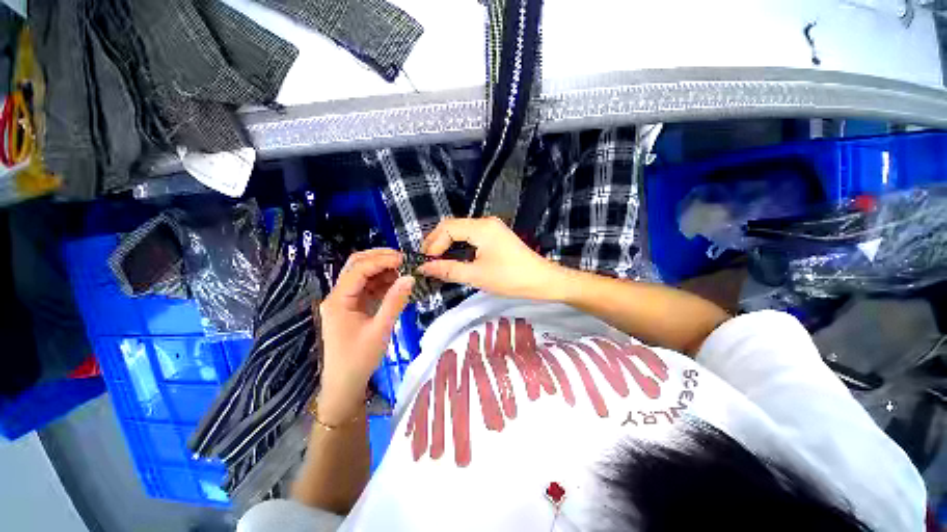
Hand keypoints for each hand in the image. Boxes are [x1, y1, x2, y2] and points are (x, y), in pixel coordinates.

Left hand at [318, 249, 413, 423]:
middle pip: (356, 266)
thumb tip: (410, 278)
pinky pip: (368, 287)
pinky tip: (396, 283)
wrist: (345, 384)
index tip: (404, 259)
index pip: (359, 270)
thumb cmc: (359, 359)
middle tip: (403, 258)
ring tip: (403, 270)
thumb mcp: (380, 330)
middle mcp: (339, 296)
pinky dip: (382, 282)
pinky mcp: (354, 307)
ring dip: (382, 269)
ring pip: (363, 275)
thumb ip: (395, 302)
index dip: (382, 260)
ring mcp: (346, 301)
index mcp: (338, 300)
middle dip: (379, 258)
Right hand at [418, 217, 563, 300]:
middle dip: (437, 241)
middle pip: (453, 226)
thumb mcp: (477, 276)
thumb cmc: (510, 278)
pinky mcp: (496, 236)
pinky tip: (453, 256)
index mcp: (481, 227)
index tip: (424, 262)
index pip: (448, 228)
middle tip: (426, 260)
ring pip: (461, 230)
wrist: (543, 280)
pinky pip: (471, 236)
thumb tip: (424, 267)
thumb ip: (448, 269)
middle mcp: (486, 222)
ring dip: (447, 243)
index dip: (433, 244)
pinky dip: (459, 245)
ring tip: (435, 259)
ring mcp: (492, 228)